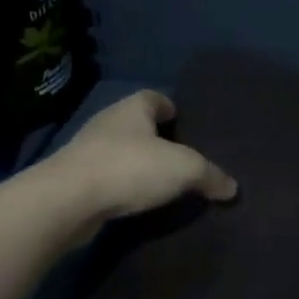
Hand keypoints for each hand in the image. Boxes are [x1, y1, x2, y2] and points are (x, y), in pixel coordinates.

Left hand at [46, 90, 237, 221]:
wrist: (65, 201)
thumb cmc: (130, 168)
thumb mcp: (185, 169)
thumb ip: (211, 175)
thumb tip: (232, 188)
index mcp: (132, 108)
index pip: (154, 97)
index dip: (170, 107)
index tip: (183, 122)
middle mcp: (107, 123)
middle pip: (136, 123)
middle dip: (154, 137)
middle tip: (179, 155)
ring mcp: (85, 151)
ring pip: (118, 151)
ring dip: (135, 163)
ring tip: (159, 181)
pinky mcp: (73, 180)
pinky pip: (105, 177)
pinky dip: (120, 185)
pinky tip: (134, 201)